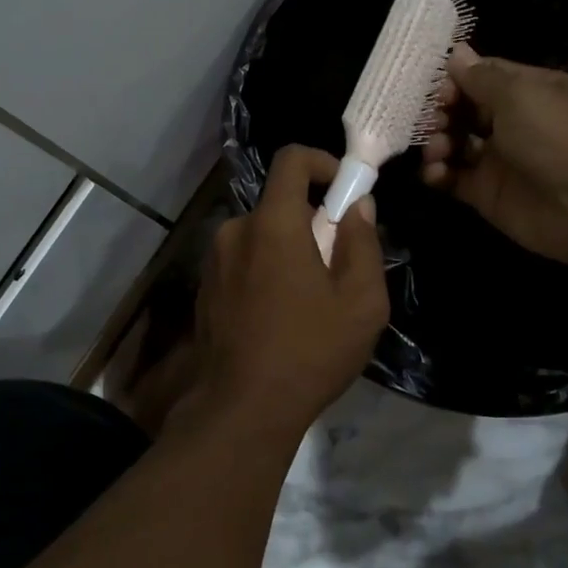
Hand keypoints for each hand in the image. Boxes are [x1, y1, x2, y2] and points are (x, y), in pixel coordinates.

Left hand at [189, 146, 388, 436]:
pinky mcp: (205, 287)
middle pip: (279, 203)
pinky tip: (280, 315)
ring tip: (310, 298)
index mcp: (272, 223)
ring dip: (288, 249)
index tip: (345, 190)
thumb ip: (362, 242)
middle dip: (312, 220)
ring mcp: (214, 260)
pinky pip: (243, 260)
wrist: (241, 408)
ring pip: (261, 234)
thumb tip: (358, 205)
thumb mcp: (360, 302)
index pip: (291, 159)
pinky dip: (266, 269)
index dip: (323, 162)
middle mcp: (236, 230)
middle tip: (337, 262)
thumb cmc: (309, 352)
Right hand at [421, 43, 567, 267]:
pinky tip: (436, 173)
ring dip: (437, 142)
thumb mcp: (520, 94)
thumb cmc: (558, 136)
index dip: (455, 79)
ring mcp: (500, 159)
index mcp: (530, 91)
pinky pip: (453, 178)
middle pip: (464, 109)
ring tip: (436, 150)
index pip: (483, 76)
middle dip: (441, 112)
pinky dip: (438, 174)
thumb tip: (457, 52)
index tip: (437, 90)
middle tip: (432, 122)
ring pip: (455, 143)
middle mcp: (515, 122)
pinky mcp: (487, 193)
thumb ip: (481, 76)